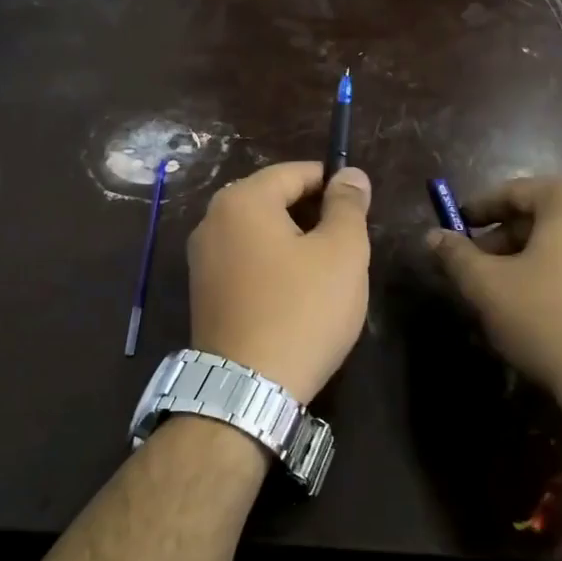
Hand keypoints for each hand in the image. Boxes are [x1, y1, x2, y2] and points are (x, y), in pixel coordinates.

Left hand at [187, 162, 371, 403]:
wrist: (247, 388)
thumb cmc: (302, 310)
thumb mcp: (342, 252)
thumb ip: (348, 206)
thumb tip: (350, 174)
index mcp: (242, 200)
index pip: (294, 172)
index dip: (332, 182)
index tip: (360, 205)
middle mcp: (212, 220)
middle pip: (272, 200)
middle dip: (312, 213)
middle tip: (348, 242)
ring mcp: (201, 259)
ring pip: (258, 232)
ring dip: (293, 240)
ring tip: (326, 269)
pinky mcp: (202, 292)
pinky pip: (244, 261)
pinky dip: (272, 264)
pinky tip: (296, 293)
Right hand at [427, 177, 561, 448]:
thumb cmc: (550, 320)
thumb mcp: (488, 287)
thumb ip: (456, 255)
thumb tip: (432, 236)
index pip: (513, 192)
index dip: (477, 211)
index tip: (453, 230)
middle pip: (544, 214)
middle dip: (505, 239)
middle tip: (475, 268)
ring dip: (532, 258)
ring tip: (505, 292)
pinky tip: (544, 307)